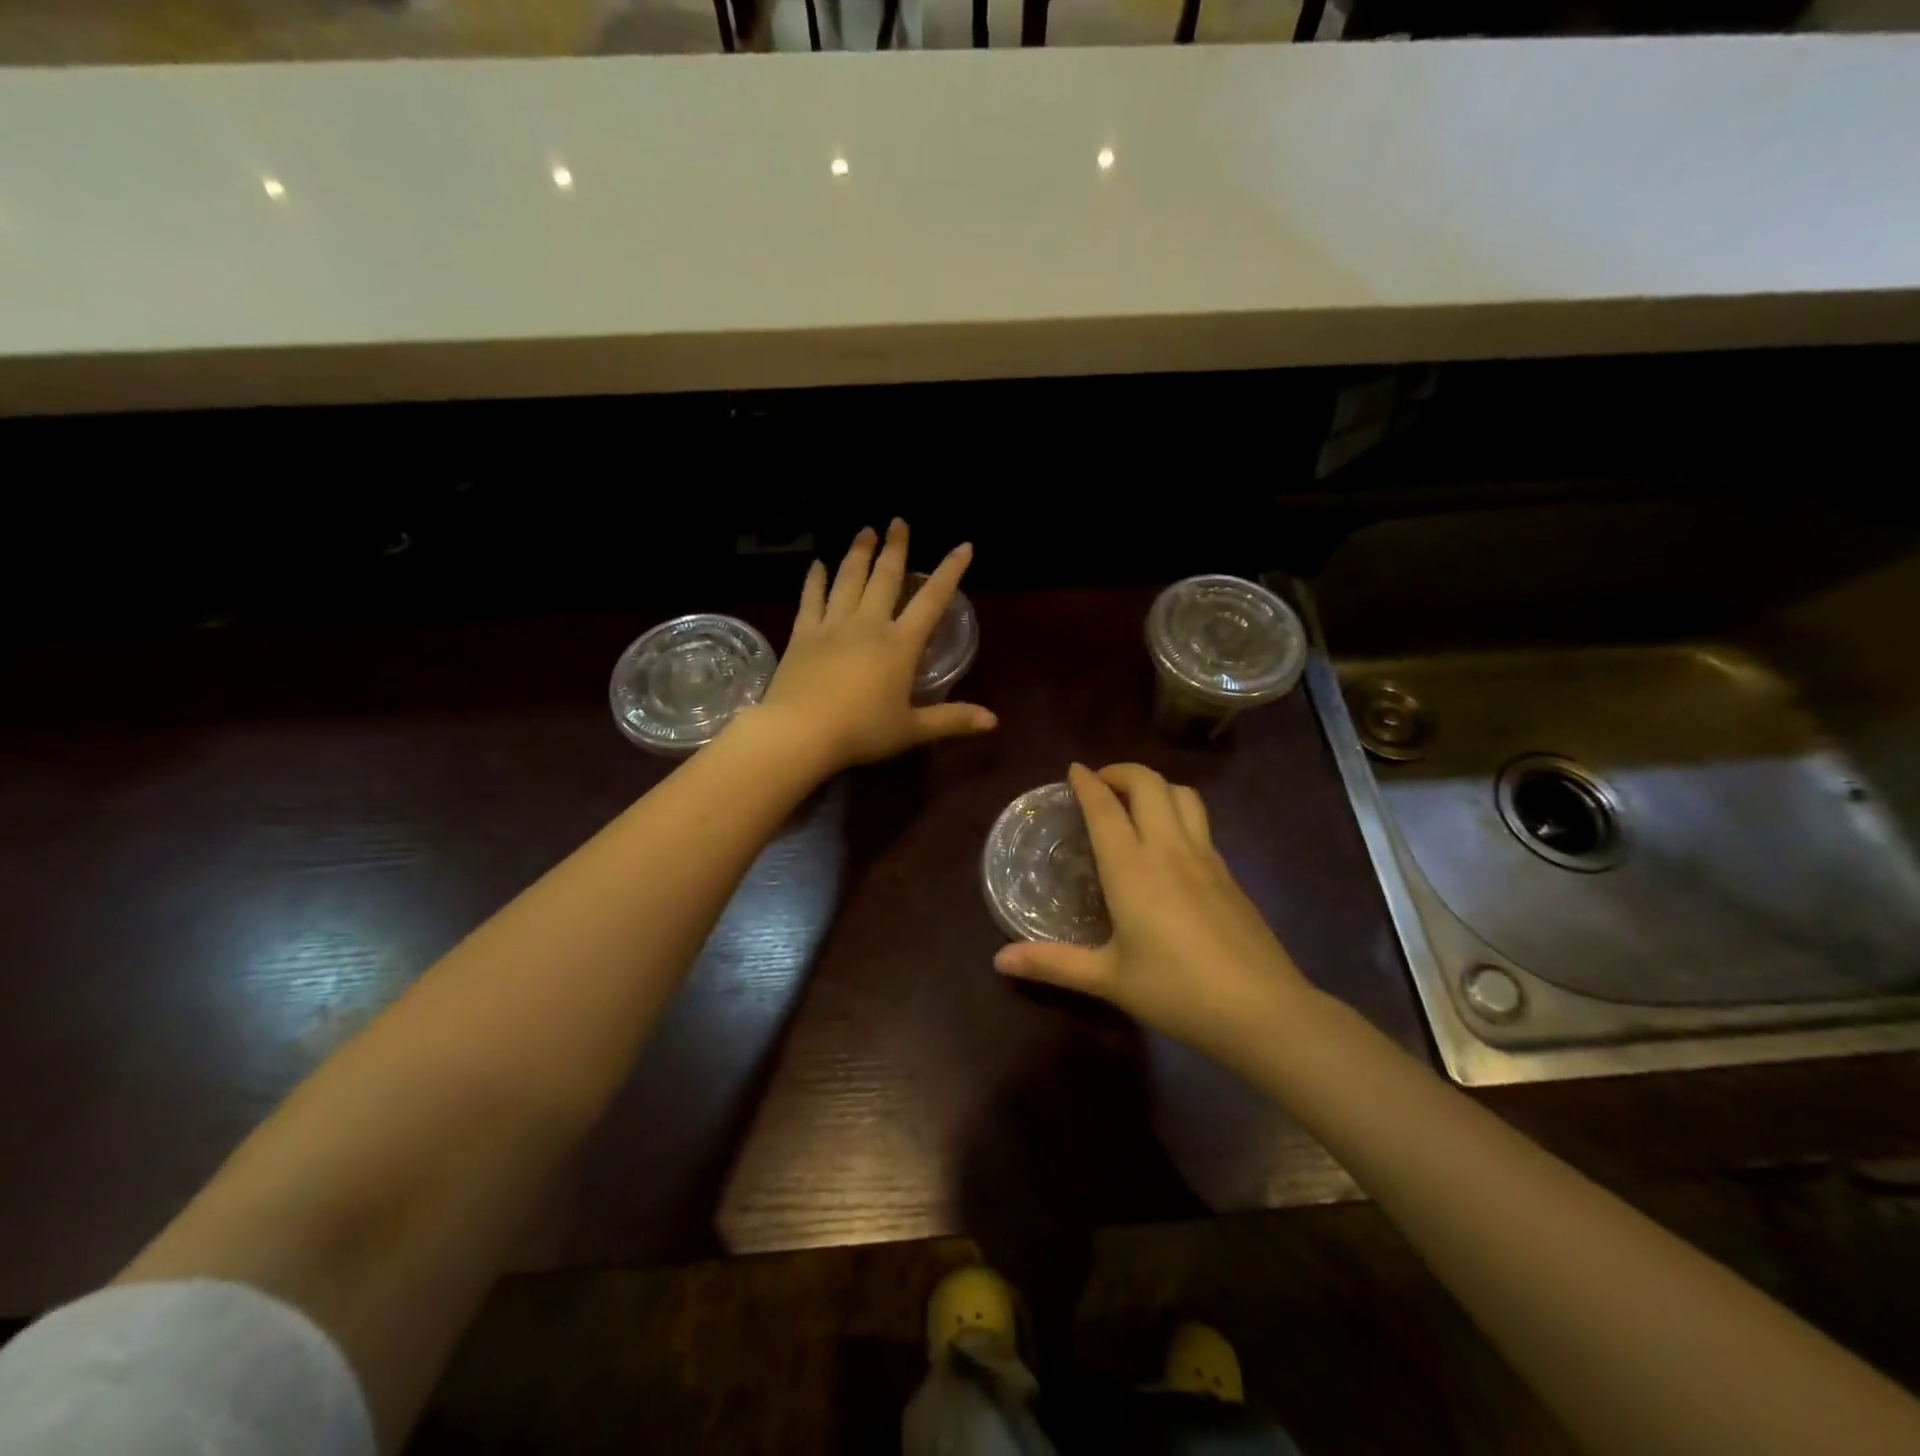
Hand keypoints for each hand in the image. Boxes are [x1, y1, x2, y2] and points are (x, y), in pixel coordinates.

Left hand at [754, 520, 996, 772]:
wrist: (801, 732)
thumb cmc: (861, 732)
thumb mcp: (912, 730)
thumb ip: (952, 720)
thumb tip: (994, 721)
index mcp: (900, 645)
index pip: (931, 600)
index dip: (950, 572)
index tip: (963, 546)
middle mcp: (868, 625)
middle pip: (885, 578)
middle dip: (895, 548)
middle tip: (898, 521)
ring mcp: (833, 626)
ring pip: (848, 580)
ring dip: (858, 553)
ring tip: (864, 530)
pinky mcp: (803, 634)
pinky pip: (811, 599)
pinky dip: (815, 580)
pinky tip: (817, 564)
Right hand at [994, 763, 1317, 1065]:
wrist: (1262, 1009)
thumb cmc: (1176, 991)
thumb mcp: (1109, 978)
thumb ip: (1053, 963)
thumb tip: (999, 961)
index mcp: (1132, 868)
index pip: (1105, 807)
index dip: (1087, 782)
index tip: (1073, 770)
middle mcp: (1169, 848)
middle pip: (1148, 783)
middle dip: (1121, 771)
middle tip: (1100, 784)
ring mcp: (1205, 856)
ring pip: (1182, 794)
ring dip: (1155, 785)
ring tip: (1135, 803)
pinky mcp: (1229, 872)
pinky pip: (1200, 821)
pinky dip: (1178, 810)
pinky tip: (1169, 843)